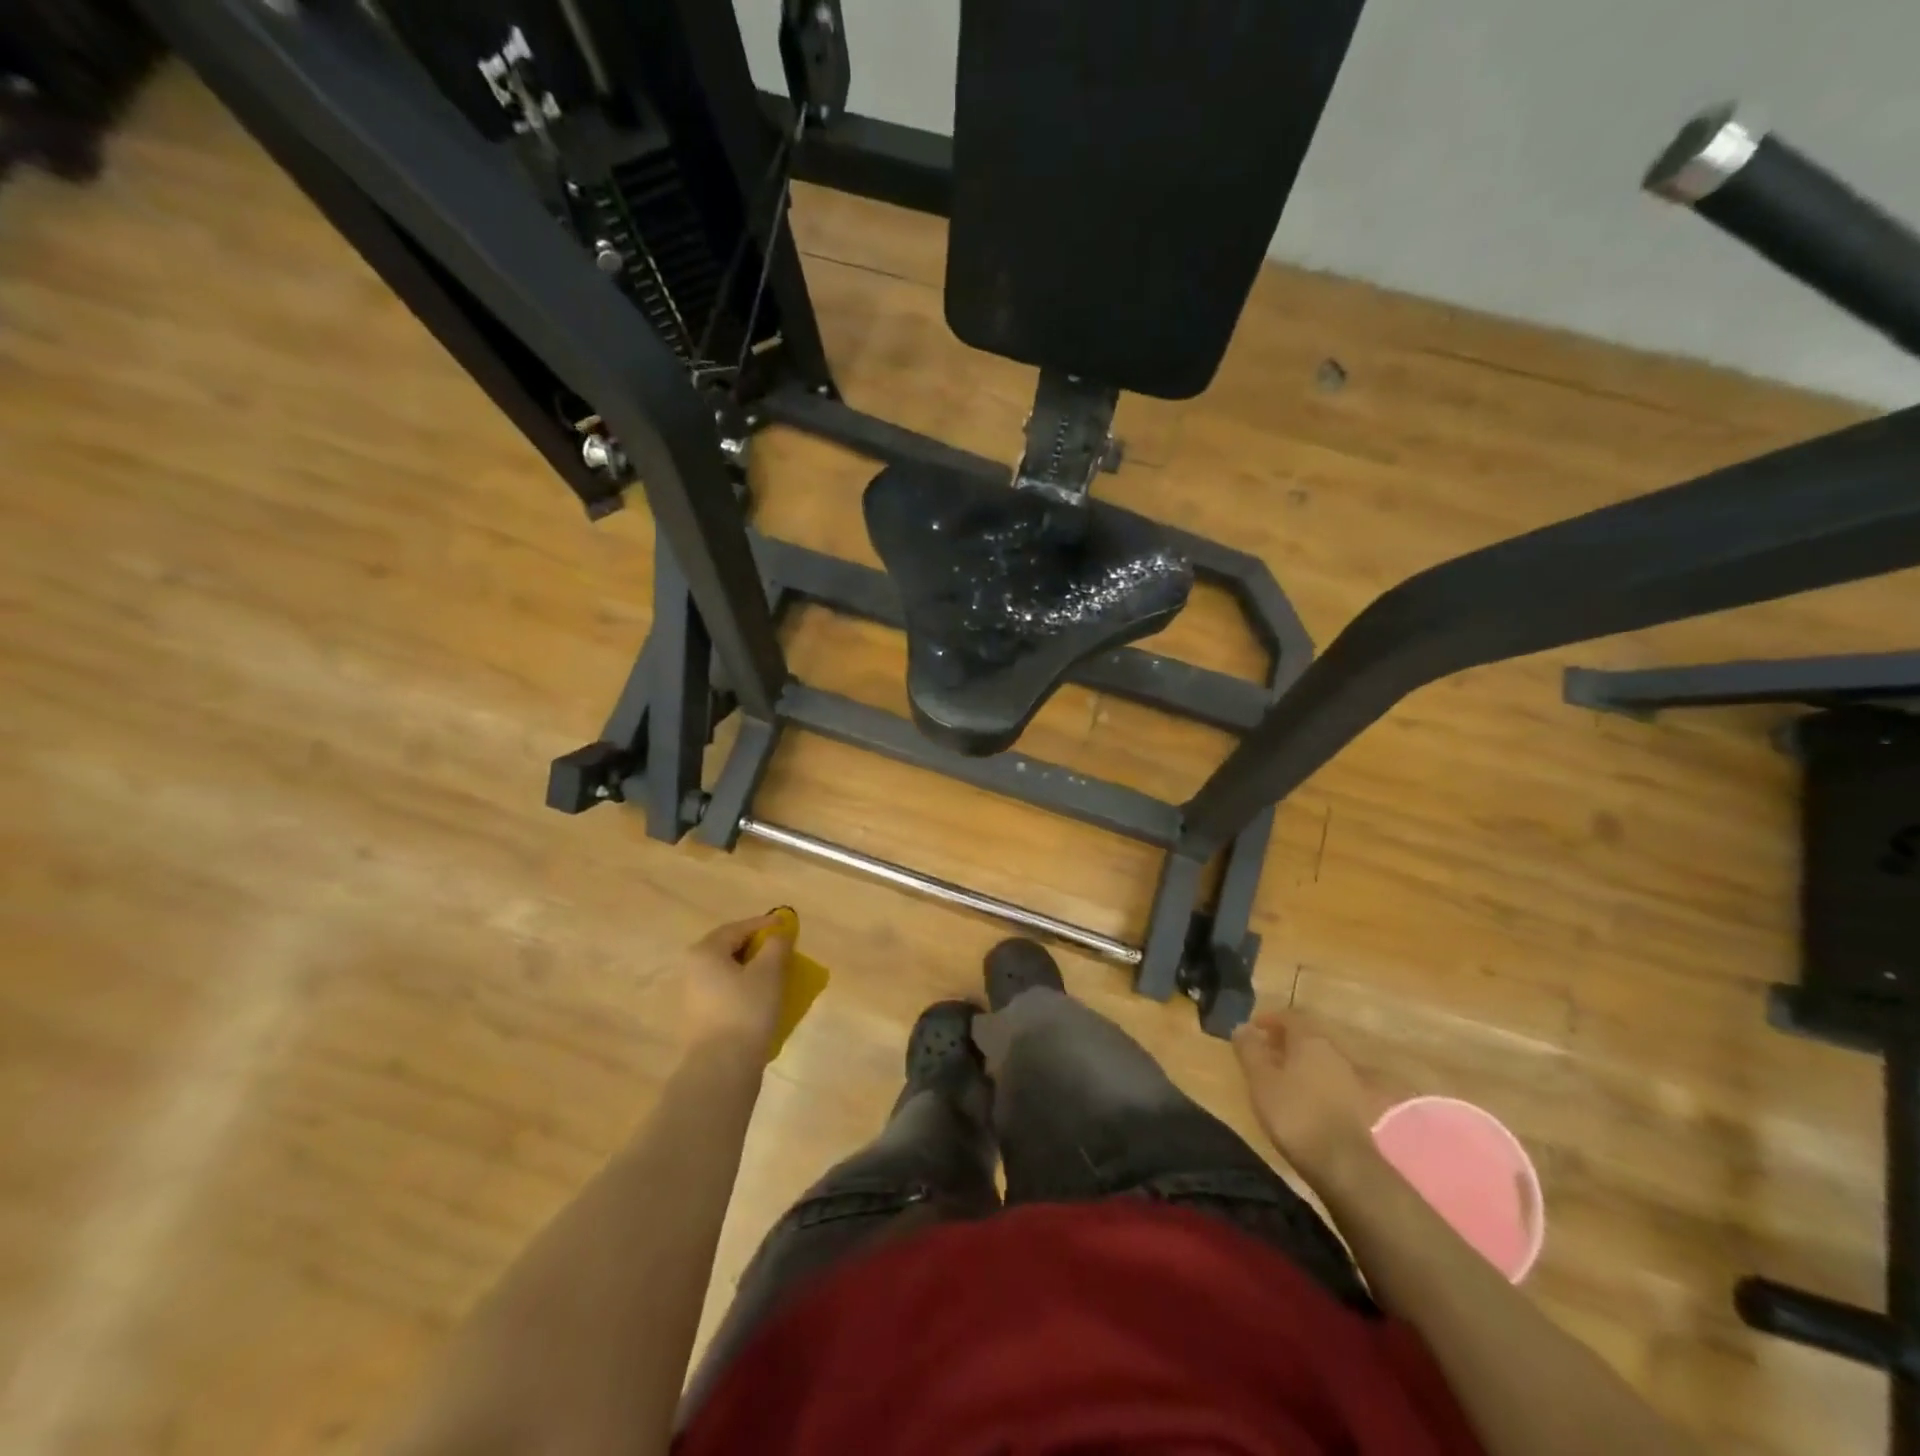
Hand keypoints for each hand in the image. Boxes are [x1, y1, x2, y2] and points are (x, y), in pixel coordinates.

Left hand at [679, 913, 792, 1060]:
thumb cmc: (746, 1010)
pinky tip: (761, 996)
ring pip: (727, 971)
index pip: (738, 928)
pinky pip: (725, 991)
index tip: (786, 926)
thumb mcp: (769, 971)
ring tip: (776, 972)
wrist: (722, 1067)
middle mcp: (693, 969)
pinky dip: (744, 987)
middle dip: (757, 946)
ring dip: (751, 968)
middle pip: (729, 948)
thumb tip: (778, 933)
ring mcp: (693, 995)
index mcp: (705, 952)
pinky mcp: (700, 1017)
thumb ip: (776, 945)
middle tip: (781, 948)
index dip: (764, 925)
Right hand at [1232, 1011, 1378, 1186]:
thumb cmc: (1295, 1114)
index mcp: (1310, 1040)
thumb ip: (1250, 1050)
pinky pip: (1329, 1081)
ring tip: (1278, 1078)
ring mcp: (1351, 1079)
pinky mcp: (1358, 1105)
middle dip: (1284, 1041)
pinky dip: (1312, 1082)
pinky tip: (1301, 1100)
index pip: (1290, 1016)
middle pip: (1307, 1037)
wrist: (1344, 1164)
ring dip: (1299, 1063)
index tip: (1253, 1029)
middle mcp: (1334, 1052)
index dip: (1269, 1019)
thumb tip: (1242, 1026)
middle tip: (1263, 1053)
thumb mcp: (1261, 1080)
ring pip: (1319, 1060)